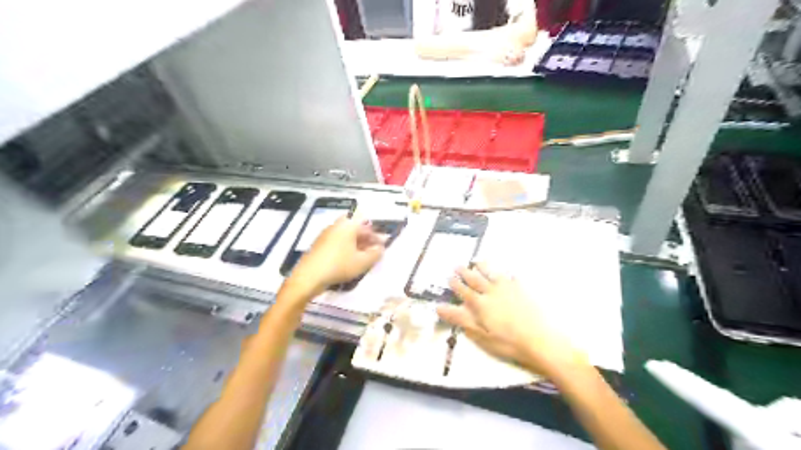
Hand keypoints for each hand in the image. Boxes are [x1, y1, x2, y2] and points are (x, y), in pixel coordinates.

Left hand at [289, 215, 385, 292]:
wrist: (309, 276)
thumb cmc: (339, 265)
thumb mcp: (362, 262)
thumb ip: (375, 254)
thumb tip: (381, 248)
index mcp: (348, 225)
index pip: (366, 224)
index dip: (376, 234)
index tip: (382, 245)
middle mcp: (337, 225)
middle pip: (356, 228)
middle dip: (367, 239)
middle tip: (374, 251)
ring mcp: (326, 234)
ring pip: (347, 236)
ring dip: (357, 244)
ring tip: (364, 257)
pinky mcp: (319, 245)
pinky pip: (338, 242)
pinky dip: (347, 248)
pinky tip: (350, 260)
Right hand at [438, 263, 586, 379]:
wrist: (540, 340)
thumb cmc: (507, 342)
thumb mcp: (480, 335)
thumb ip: (460, 319)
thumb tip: (439, 307)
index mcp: (480, 304)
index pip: (464, 291)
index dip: (455, 284)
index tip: (449, 277)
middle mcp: (492, 292)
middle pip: (475, 279)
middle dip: (465, 272)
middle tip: (457, 265)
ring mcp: (509, 288)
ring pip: (492, 273)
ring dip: (483, 266)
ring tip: (477, 261)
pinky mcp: (523, 289)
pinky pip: (512, 276)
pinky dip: (506, 272)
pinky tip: (506, 270)